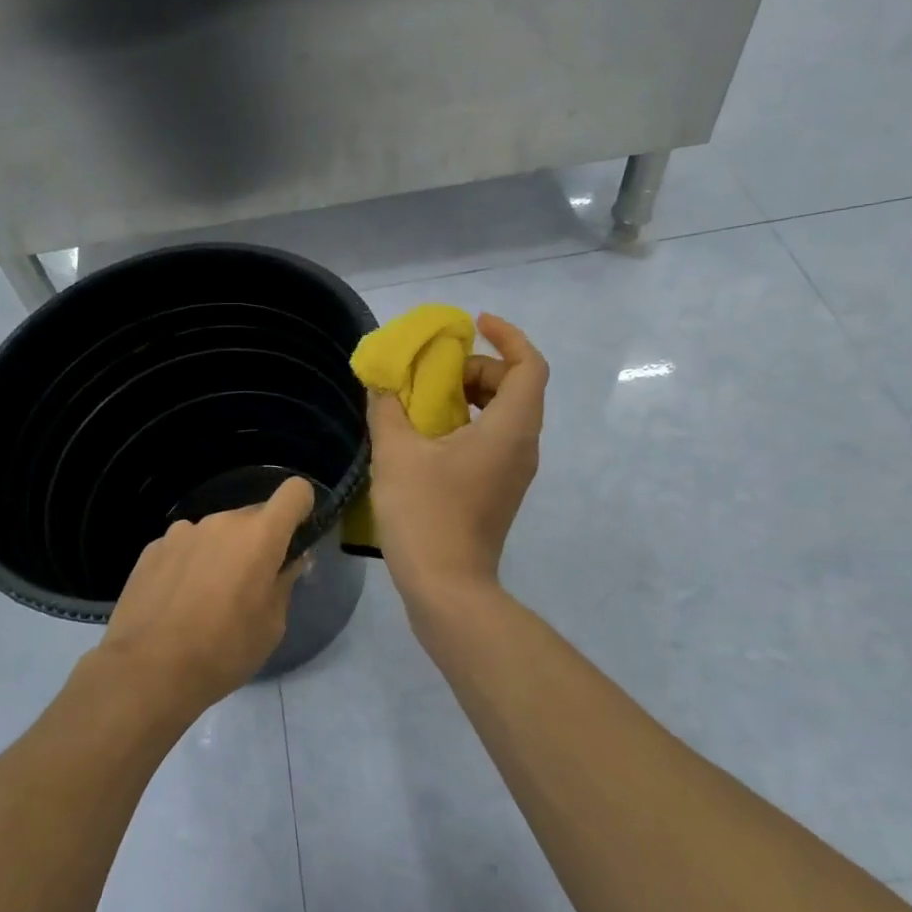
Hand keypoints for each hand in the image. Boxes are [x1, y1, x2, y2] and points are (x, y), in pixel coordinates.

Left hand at [97, 476, 315, 719]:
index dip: (301, 509)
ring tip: (206, 599)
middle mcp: (221, 522)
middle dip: (258, 542)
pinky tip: (177, 601)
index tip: (295, 539)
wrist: (146, 671)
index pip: (295, 492)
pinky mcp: (153, 548)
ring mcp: (182, 531)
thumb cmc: (223, 651)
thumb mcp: (272, 625)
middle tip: (250, 585)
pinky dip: (189, 563)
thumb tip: (288, 562)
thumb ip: (284, 583)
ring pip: (217, 532)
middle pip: (253, 517)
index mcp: (259, 536)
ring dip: (221, 552)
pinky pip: (185, 546)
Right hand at [367, 313, 546, 608]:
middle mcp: (522, 445)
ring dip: (469, 397)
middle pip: (515, 387)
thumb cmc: (425, 513)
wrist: (446, 587)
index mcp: (509, 428)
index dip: (508, 336)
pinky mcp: (499, 490)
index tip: (474, 324)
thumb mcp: (396, 452)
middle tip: (435, 371)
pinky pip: (493, 440)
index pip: (529, 365)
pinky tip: (426, 436)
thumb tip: (383, 383)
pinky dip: (467, 423)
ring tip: (425, 400)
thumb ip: (388, 408)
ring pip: (503, 415)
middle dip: (477, 368)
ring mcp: (514, 472)